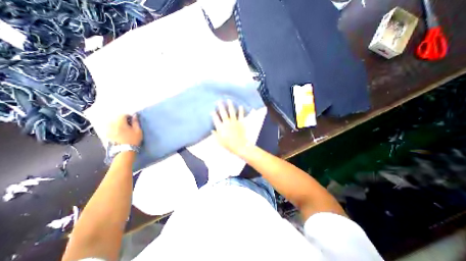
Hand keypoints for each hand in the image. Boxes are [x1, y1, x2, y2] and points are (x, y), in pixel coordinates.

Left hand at [107, 114, 142, 145]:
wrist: (124, 151)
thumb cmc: (133, 140)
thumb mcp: (138, 131)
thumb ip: (136, 122)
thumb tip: (134, 115)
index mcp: (120, 123)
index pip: (122, 115)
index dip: (128, 116)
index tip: (132, 119)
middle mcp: (112, 125)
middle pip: (116, 118)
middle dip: (122, 120)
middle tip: (128, 124)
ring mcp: (107, 130)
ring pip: (111, 123)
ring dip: (117, 124)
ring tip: (123, 128)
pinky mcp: (106, 135)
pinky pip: (108, 128)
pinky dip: (113, 128)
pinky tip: (118, 132)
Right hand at [213, 100, 253, 156]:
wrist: (239, 146)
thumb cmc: (228, 145)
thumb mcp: (219, 141)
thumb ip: (215, 135)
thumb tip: (212, 130)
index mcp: (221, 127)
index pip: (216, 119)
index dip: (213, 114)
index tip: (212, 111)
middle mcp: (227, 123)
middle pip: (223, 113)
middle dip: (221, 106)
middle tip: (219, 101)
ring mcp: (234, 122)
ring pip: (232, 112)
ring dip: (230, 106)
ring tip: (229, 100)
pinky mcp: (241, 123)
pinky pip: (241, 116)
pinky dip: (241, 111)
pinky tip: (241, 106)